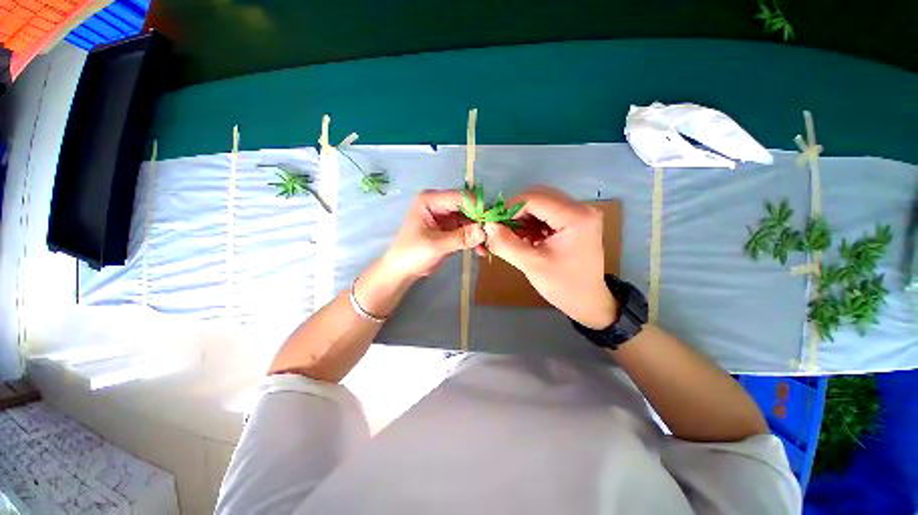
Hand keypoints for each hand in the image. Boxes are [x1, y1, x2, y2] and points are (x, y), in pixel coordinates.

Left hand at [382, 190, 485, 279]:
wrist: (402, 271)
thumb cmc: (412, 254)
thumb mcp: (436, 245)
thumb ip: (461, 237)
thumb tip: (484, 231)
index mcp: (430, 200)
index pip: (459, 197)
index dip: (477, 207)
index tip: (492, 221)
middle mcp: (439, 204)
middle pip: (467, 207)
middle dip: (480, 221)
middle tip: (494, 235)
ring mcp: (445, 216)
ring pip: (469, 219)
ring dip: (479, 232)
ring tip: (488, 246)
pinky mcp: (449, 229)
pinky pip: (466, 230)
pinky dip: (474, 239)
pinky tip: (481, 250)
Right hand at [483, 186, 617, 328]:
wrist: (587, 301)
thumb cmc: (563, 285)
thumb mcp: (532, 264)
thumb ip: (506, 244)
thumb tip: (487, 225)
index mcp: (575, 216)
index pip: (534, 199)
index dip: (508, 208)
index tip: (491, 222)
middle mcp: (580, 208)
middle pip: (538, 196)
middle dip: (514, 211)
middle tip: (499, 228)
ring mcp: (577, 214)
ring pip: (540, 204)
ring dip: (521, 217)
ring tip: (510, 236)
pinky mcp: (573, 221)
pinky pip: (545, 213)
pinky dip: (530, 223)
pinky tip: (523, 238)